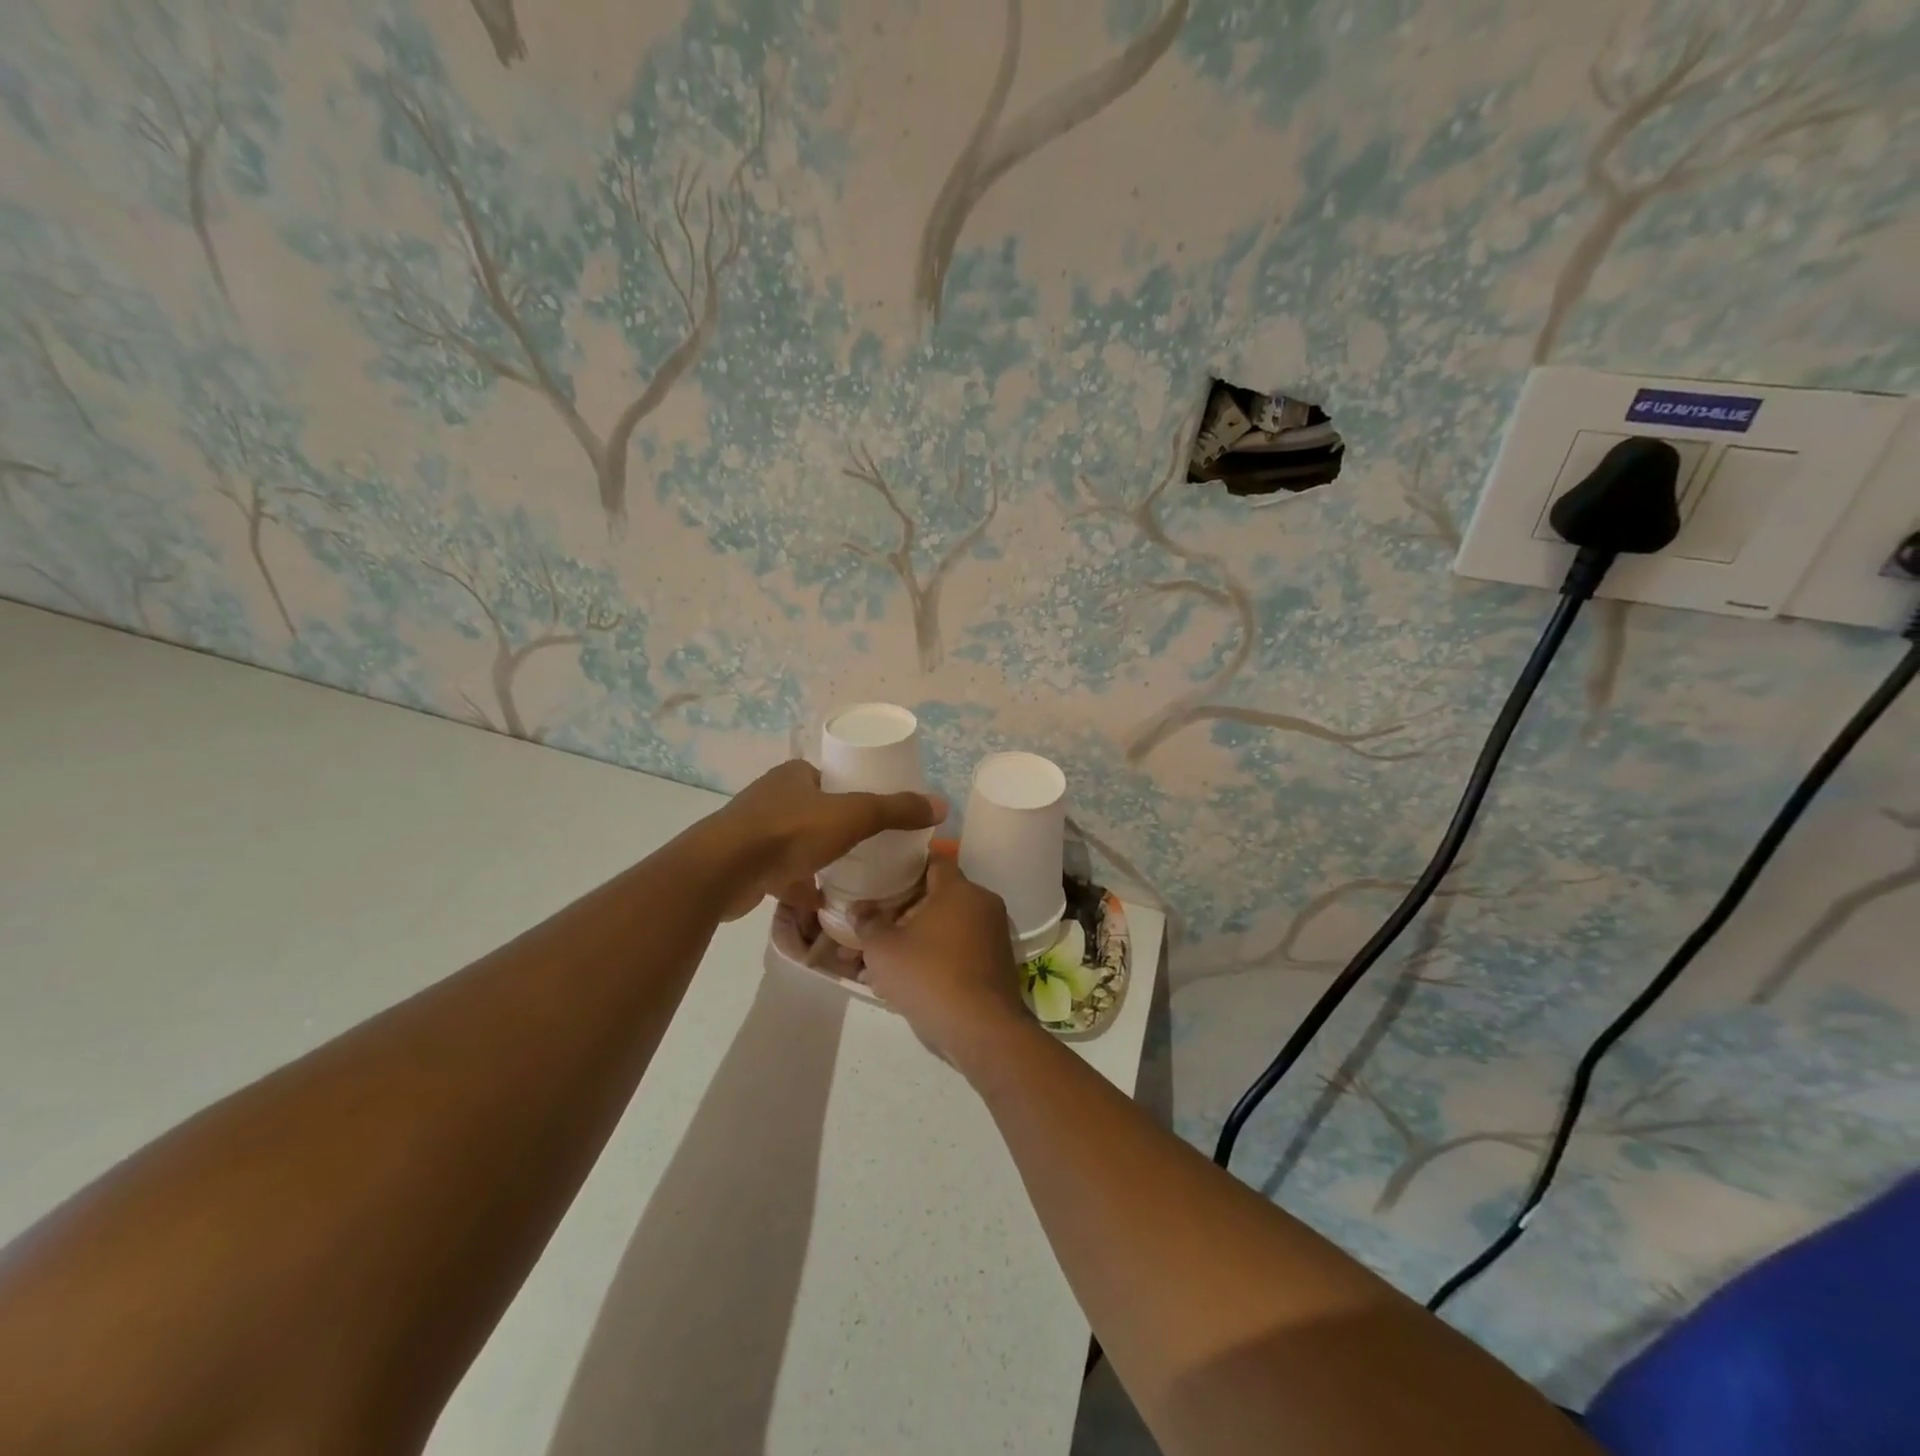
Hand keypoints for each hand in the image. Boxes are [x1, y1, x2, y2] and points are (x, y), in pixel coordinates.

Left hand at [708, 759, 943, 920]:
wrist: (723, 871)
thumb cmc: (789, 832)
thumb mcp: (853, 816)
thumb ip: (895, 810)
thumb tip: (941, 804)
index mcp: (794, 775)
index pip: (831, 778)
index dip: (854, 792)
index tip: (875, 814)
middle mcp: (771, 796)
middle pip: (815, 810)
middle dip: (837, 828)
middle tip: (866, 846)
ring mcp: (753, 831)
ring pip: (796, 842)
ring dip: (818, 856)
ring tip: (846, 873)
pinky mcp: (743, 863)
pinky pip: (780, 871)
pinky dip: (799, 884)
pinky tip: (818, 900)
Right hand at [857, 857, 1031, 1071]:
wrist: (981, 1030)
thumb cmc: (929, 976)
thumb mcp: (884, 949)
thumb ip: (867, 924)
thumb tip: (857, 909)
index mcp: (959, 889)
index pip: (933, 861)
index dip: (904, 868)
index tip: (880, 880)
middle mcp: (981, 904)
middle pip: (933, 899)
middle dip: (897, 916)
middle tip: (867, 932)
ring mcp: (991, 935)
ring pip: (941, 930)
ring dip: (909, 943)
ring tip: (872, 966)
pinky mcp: (993, 965)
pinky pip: (954, 952)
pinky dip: (929, 960)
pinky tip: (897, 984)